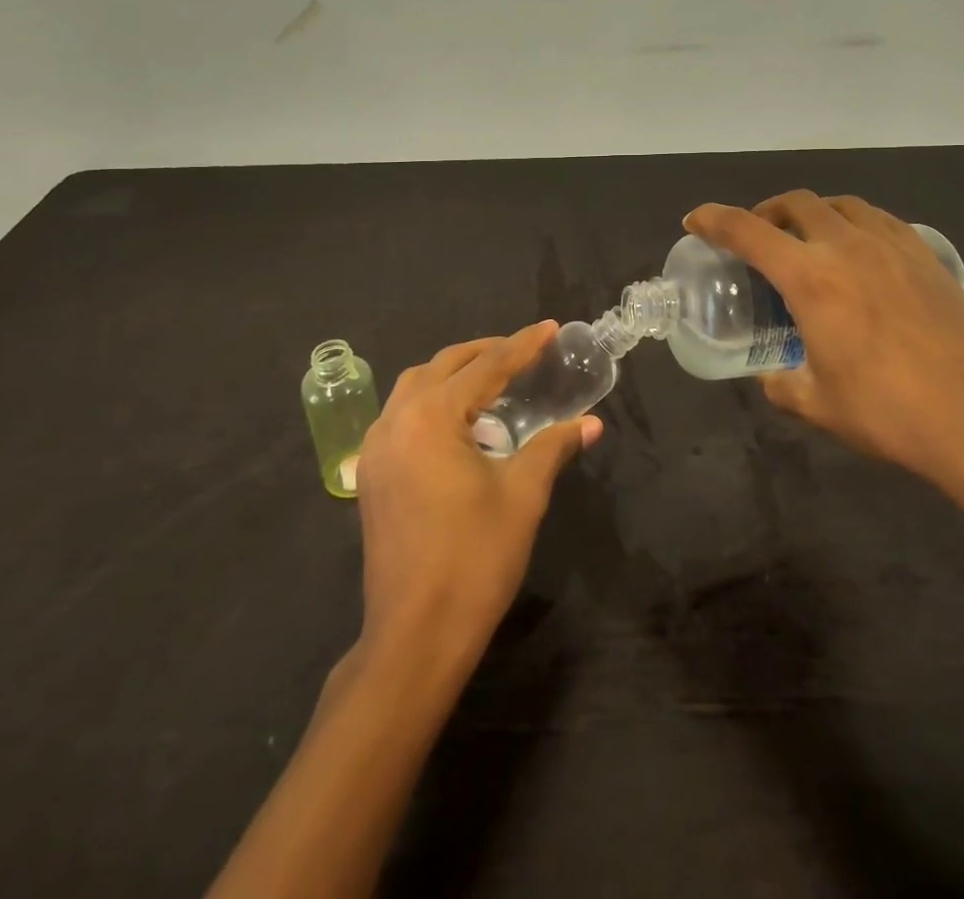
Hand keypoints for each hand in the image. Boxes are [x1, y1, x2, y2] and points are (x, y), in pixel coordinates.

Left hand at [354, 322, 602, 662]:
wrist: (414, 636)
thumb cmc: (474, 559)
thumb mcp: (523, 495)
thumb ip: (554, 447)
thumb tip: (591, 422)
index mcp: (431, 418)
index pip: (486, 367)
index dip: (522, 345)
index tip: (550, 328)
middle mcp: (395, 421)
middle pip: (443, 366)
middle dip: (485, 352)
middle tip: (524, 352)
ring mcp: (376, 449)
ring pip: (415, 387)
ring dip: (454, 375)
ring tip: (493, 382)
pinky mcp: (372, 475)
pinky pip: (401, 416)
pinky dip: (432, 403)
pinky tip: (460, 424)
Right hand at [685, 191, 963, 497]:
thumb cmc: (886, 413)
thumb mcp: (815, 404)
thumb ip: (781, 384)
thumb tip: (772, 377)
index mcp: (810, 278)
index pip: (748, 231)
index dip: (714, 219)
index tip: (696, 219)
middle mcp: (848, 247)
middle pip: (796, 203)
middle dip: (766, 211)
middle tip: (758, 235)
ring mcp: (892, 246)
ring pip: (841, 204)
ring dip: (813, 212)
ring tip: (808, 239)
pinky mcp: (925, 256)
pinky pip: (880, 219)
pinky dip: (854, 222)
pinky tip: (860, 252)